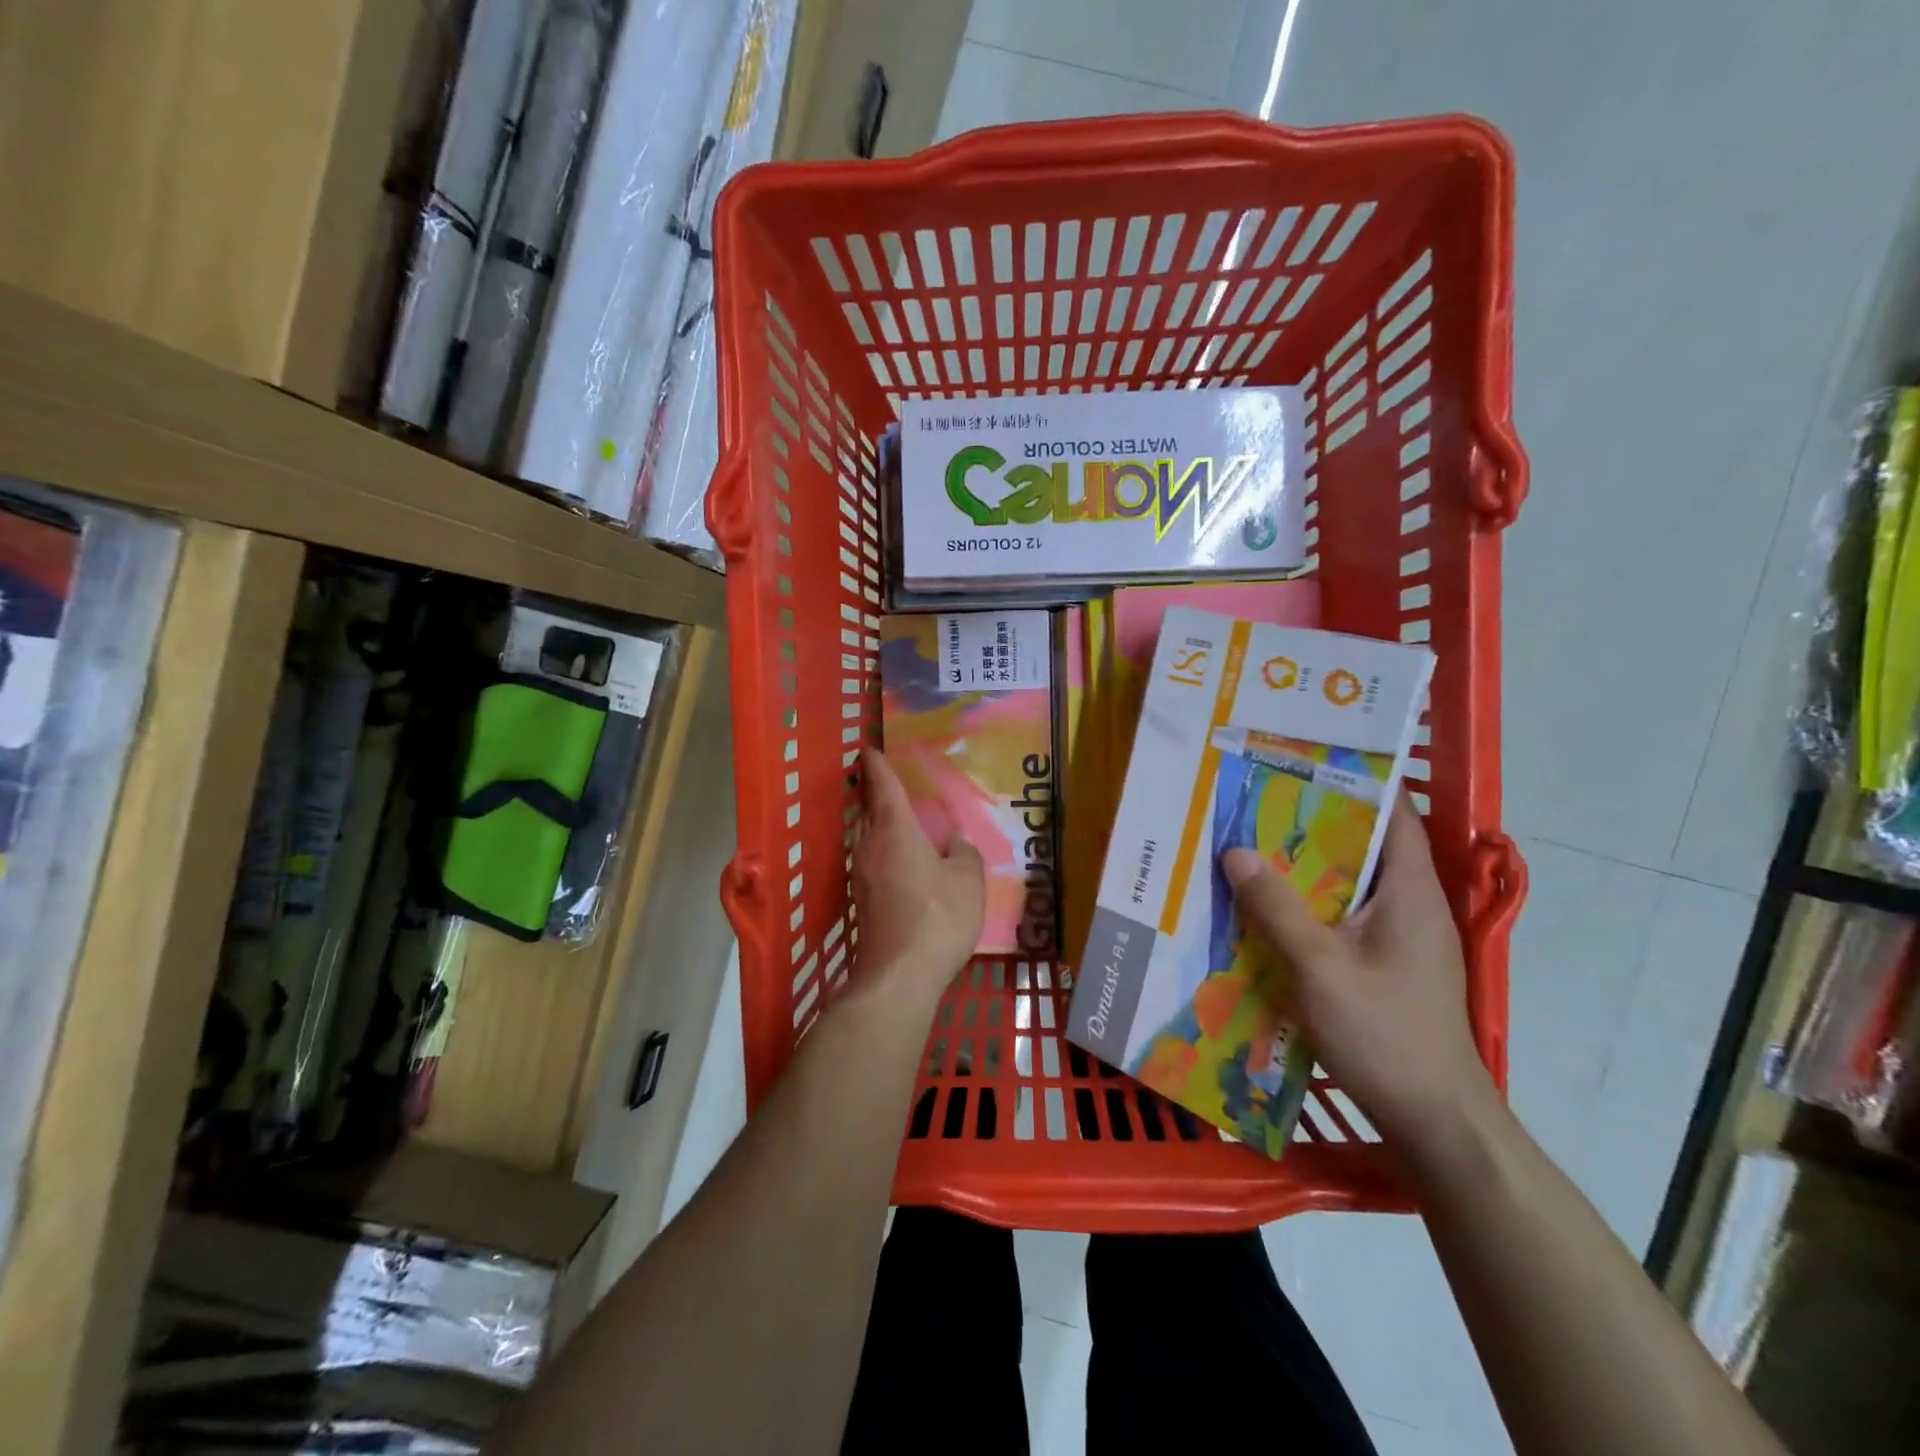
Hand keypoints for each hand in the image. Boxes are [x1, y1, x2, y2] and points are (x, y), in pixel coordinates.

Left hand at [850, 747, 984, 1002]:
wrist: (899, 975)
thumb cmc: (938, 918)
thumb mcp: (968, 882)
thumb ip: (964, 854)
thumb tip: (957, 842)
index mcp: (896, 831)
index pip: (883, 787)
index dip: (877, 766)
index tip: (869, 750)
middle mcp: (870, 846)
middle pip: (868, 811)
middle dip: (874, 794)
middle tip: (884, 781)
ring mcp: (860, 875)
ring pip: (866, 837)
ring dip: (877, 824)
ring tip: (895, 820)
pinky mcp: (860, 900)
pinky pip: (870, 861)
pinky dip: (881, 851)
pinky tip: (897, 862)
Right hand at [1222, 795, 1494, 1148]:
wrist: (1433, 1119)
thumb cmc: (1384, 1034)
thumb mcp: (1320, 967)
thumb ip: (1276, 908)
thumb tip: (1235, 851)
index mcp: (1410, 892)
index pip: (1393, 815)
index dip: (1353, 783)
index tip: (1301, 762)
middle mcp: (1410, 906)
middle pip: (1361, 846)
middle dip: (1310, 823)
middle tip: (1253, 803)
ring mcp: (1398, 939)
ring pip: (1346, 884)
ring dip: (1302, 868)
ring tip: (1248, 848)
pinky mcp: (1384, 966)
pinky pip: (1340, 917)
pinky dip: (1305, 905)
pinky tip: (1264, 910)